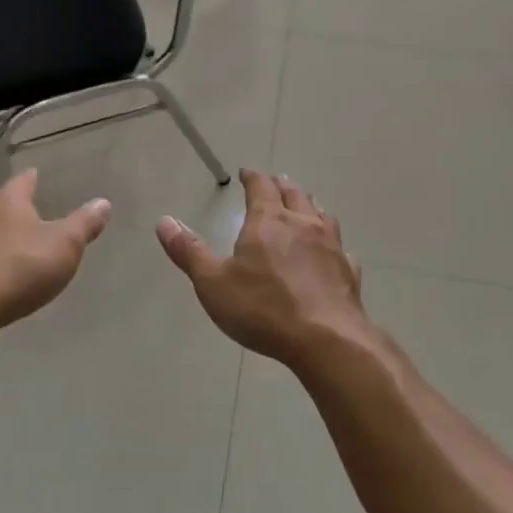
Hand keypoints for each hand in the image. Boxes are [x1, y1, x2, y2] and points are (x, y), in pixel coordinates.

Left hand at [0, 171, 111, 330]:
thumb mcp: (64, 246)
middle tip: (28, 217)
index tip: (36, 175)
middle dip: (12, 211)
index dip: (32, 180)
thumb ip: (84, 224)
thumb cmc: (19, 268)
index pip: (22, 182)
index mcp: (7, 202)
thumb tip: (103, 202)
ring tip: (8, 250)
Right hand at [156, 170, 369, 371]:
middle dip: (281, 186)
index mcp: (268, 221)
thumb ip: (189, 251)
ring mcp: (331, 246)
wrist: (326, 339)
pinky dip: (331, 243)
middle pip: (294, 194)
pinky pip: (340, 247)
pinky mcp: (348, 271)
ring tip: (304, 206)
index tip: (246, 173)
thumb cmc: (263, 308)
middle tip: (274, 183)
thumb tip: (164, 221)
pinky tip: (331, 253)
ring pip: (322, 214)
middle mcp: (303, 224)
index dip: (252, 177)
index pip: (261, 187)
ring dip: (310, 206)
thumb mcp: (213, 282)